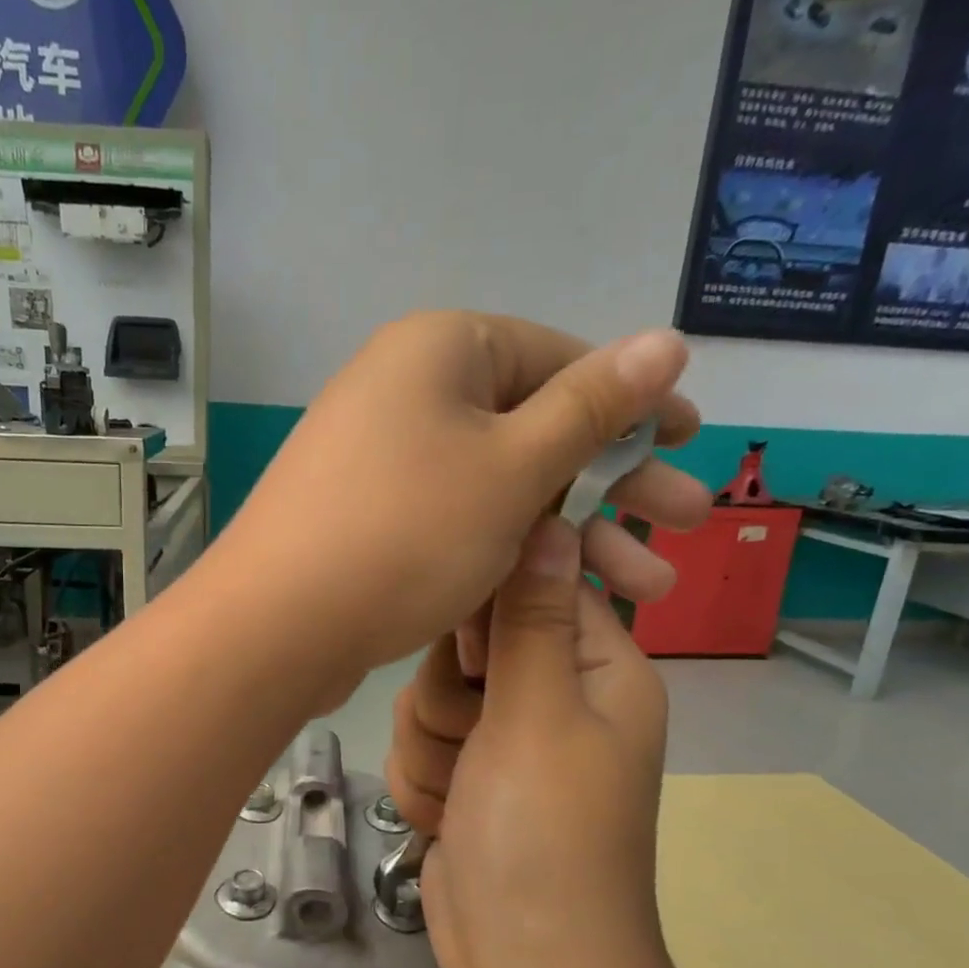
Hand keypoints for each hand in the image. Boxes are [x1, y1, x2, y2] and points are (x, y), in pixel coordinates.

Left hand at [212, 314, 708, 703]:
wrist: (276, 627)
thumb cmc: (404, 533)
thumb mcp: (513, 467)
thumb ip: (592, 407)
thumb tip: (667, 340)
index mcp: (441, 351)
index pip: (559, 360)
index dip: (632, 403)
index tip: (690, 440)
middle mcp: (409, 394)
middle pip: (536, 431)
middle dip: (617, 484)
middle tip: (692, 522)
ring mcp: (387, 463)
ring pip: (502, 488)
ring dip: (575, 535)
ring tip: (649, 589)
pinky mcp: (374, 522)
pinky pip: (459, 523)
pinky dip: (509, 555)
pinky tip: (564, 597)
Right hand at [400, 517, 677, 967]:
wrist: (527, 964)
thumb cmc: (545, 834)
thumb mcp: (537, 716)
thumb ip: (531, 617)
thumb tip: (551, 520)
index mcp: (597, 667)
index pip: (535, 583)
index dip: (489, 610)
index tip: (474, 656)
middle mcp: (552, 694)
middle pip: (467, 642)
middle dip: (450, 697)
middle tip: (475, 741)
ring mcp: (503, 740)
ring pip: (429, 696)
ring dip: (432, 747)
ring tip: (463, 794)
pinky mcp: (464, 775)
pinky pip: (418, 744)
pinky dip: (424, 783)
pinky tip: (447, 819)